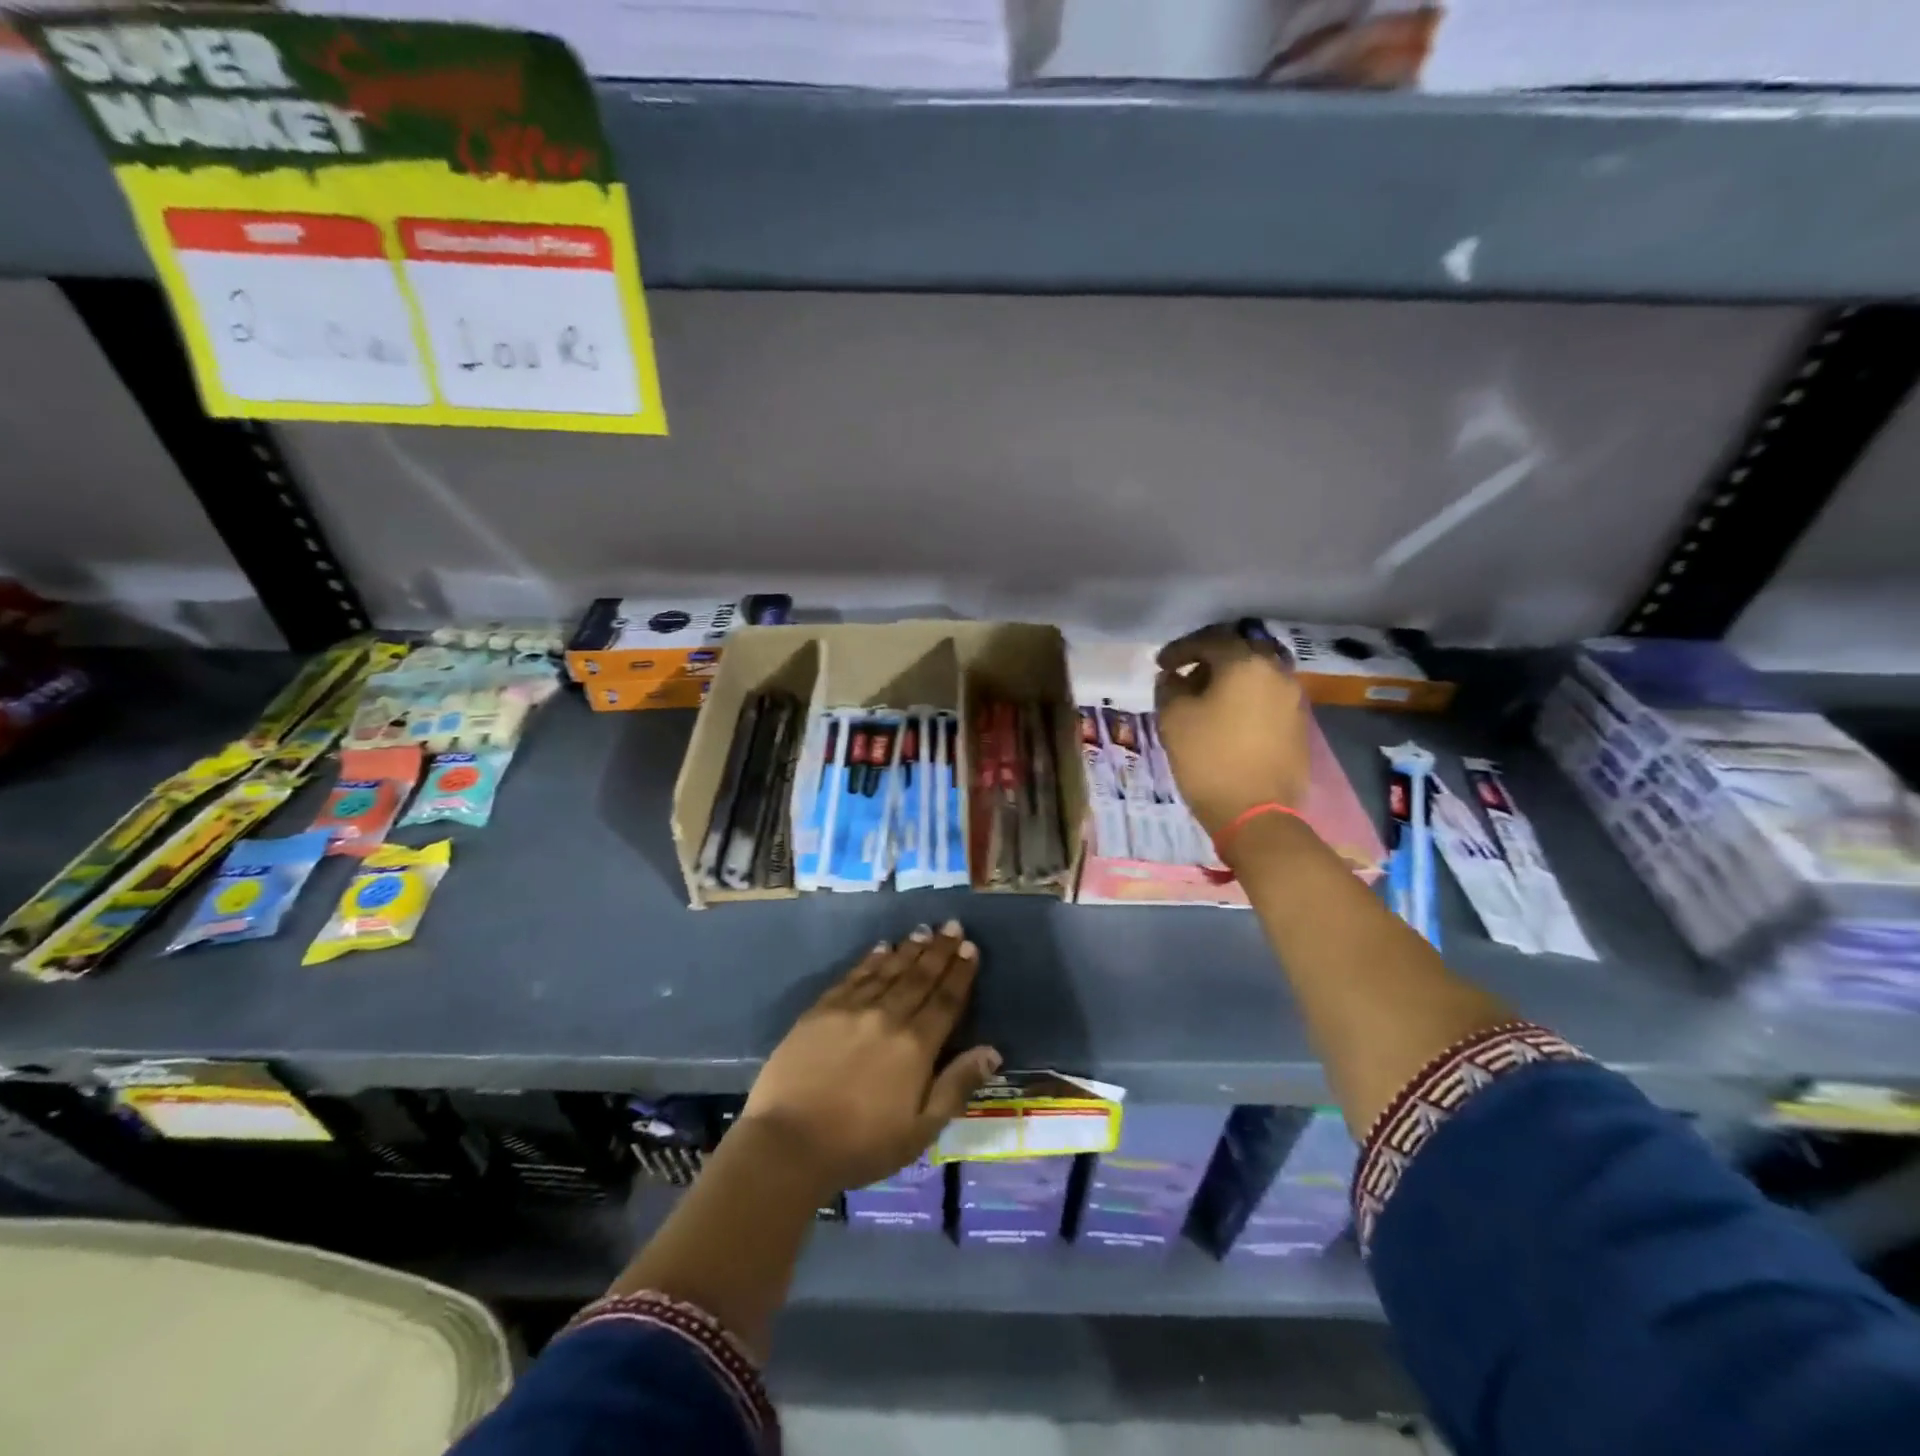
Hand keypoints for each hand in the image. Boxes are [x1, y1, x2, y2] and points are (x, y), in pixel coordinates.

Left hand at [742, 921, 1000, 1195]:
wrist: (788, 1143)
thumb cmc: (861, 1145)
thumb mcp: (920, 1130)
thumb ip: (956, 1086)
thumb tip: (992, 1051)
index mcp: (915, 1046)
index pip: (945, 1000)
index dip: (960, 973)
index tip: (970, 948)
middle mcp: (887, 1017)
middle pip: (919, 977)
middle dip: (939, 950)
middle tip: (952, 925)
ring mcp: (851, 1010)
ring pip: (888, 970)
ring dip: (908, 949)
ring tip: (923, 930)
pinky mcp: (821, 1010)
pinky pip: (853, 976)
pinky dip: (870, 960)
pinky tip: (881, 948)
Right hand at [1154, 623, 1310, 838]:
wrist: (1255, 813)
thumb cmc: (1208, 759)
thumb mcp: (1174, 718)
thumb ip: (1170, 687)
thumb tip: (1175, 678)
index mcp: (1246, 663)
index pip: (1210, 640)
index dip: (1180, 649)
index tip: (1161, 665)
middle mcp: (1277, 672)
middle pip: (1240, 651)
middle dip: (1210, 659)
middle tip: (1185, 675)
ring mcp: (1293, 698)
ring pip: (1257, 674)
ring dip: (1230, 678)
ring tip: (1205, 698)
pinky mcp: (1298, 724)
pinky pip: (1267, 696)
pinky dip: (1245, 697)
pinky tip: (1227, 717)